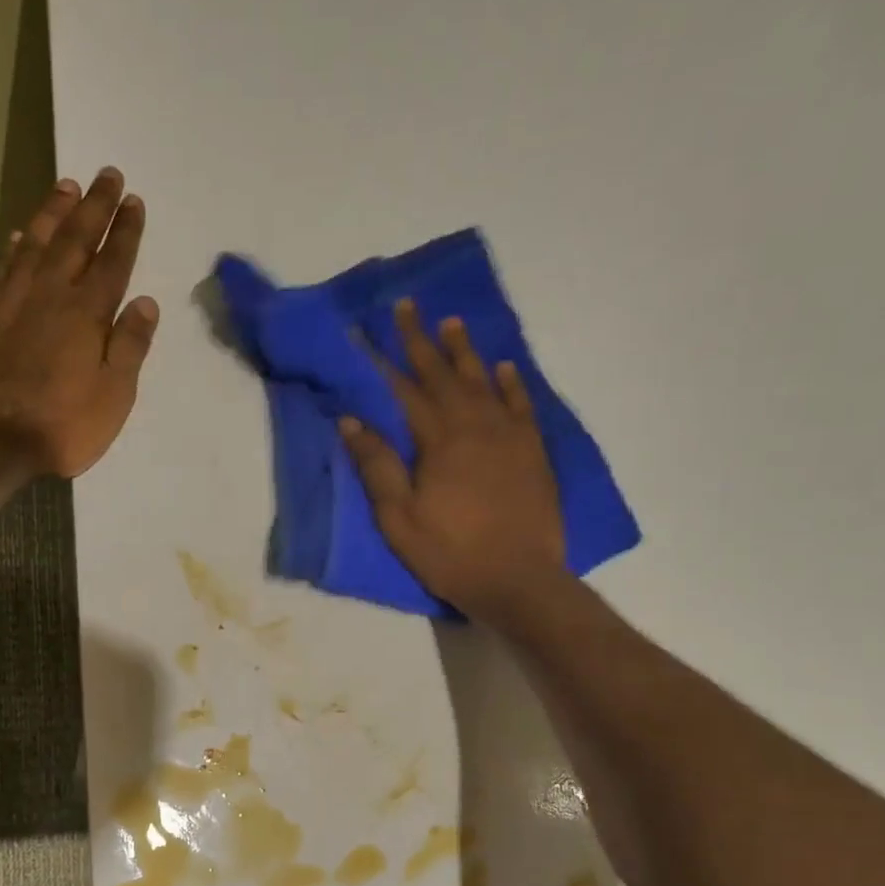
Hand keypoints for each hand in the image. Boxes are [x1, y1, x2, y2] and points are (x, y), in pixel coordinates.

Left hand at [0, 168, 157, 478]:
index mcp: (87, 315)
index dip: (126, 231)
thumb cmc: (59, 426)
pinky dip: (12, 248)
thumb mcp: (112, 397)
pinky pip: (0, 269)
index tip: (134, 201)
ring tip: (66, 186)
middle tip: (107, 173)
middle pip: (75, 240)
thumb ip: (130, 348)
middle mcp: (49, 295)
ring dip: (53, 214)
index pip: (112, 263)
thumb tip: (146, 302)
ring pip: (36, 245)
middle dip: (94, 206)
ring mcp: (10, 302)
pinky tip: (20, 236)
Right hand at [340, 300, 566, 620]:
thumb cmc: (449, 553)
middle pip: (445, 375)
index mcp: (439, 441)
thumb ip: (377, 467)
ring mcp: (509, 436)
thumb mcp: (399, 518)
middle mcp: (475, 426)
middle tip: (409, 306)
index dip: (386, 358)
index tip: (370, 328)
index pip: (406, 389)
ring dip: (466, 352)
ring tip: (453, 322)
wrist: (518, 579)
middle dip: (423, 340)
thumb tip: (351, 420)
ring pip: (484, 382)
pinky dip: (511, 383)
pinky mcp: (532, 451)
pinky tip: (504, 367)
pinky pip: (521, 405)